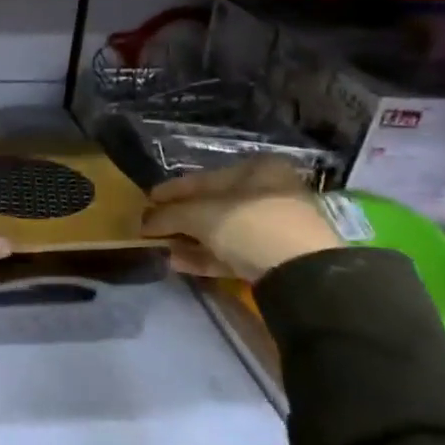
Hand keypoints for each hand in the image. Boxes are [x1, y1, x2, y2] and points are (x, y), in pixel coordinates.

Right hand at [140, 157, 343, 281]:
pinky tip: (177, 263)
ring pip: (220, 231)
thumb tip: (143, 222)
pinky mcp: (272, 259)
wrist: (302, 274)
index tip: (146, 201)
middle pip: (212, 205)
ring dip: (188, 240)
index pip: (203, 178)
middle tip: (150, 228)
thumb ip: (168, 215)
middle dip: (179, 218)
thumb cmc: (250, 225)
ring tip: (160, 248)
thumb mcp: (201, 215)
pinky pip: (230, 253)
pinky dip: (204, 257)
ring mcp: (272, 228)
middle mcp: (268, 193)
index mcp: (257, 170)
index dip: (171, 191)